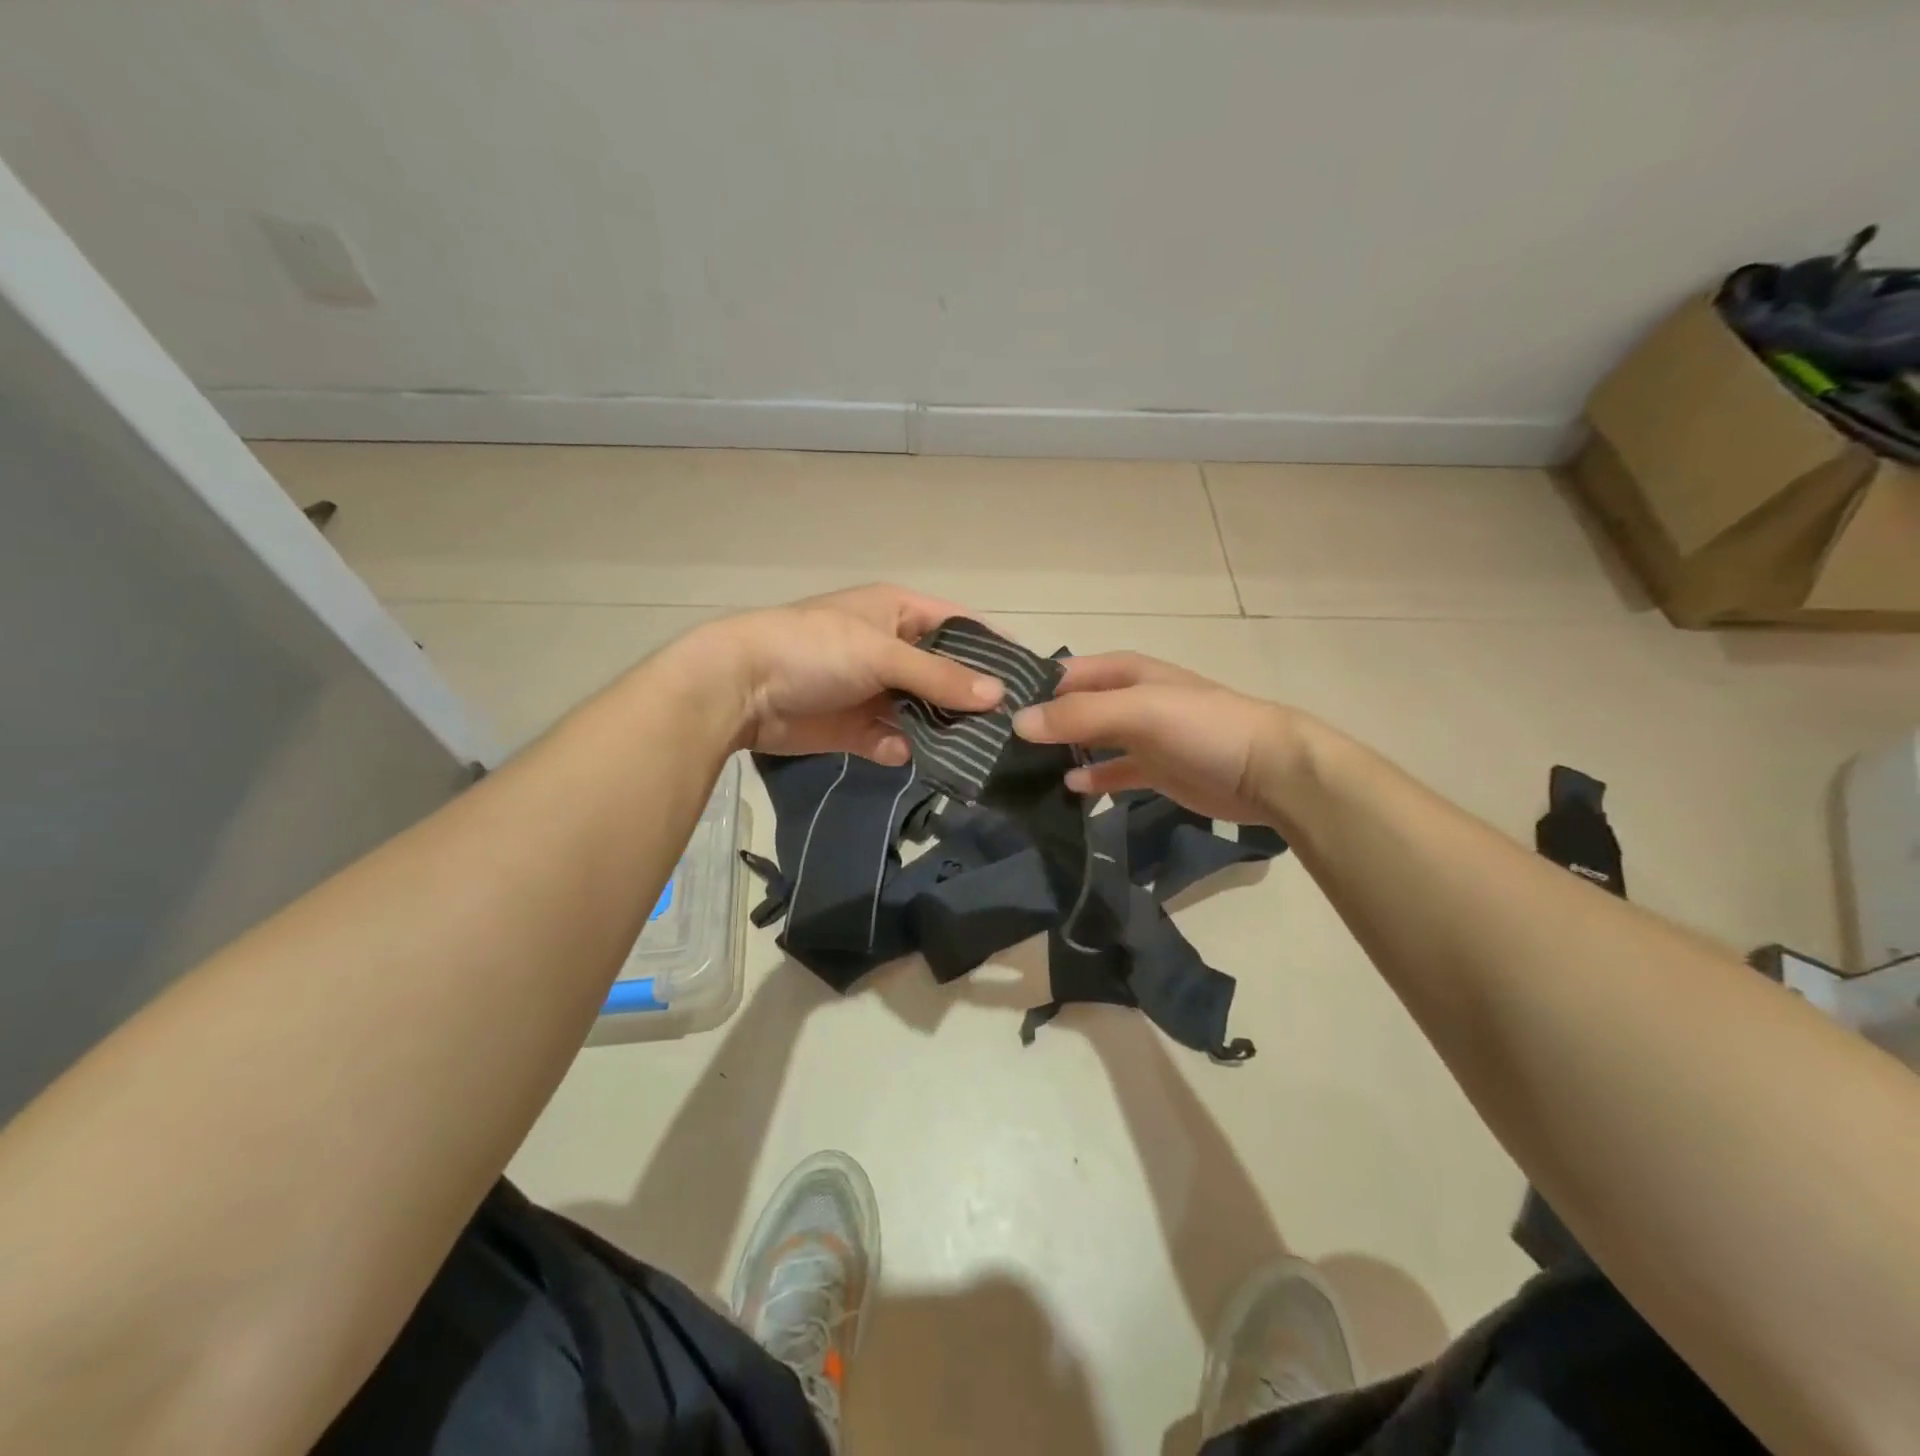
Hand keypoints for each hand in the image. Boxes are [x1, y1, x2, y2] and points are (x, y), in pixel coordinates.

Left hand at [691, 584, 1004, 762]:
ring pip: (922, 712)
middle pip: (944, 675)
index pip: (959, 626)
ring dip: (941, 730)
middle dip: (970, 699)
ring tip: (977, 753)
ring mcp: (873, 691)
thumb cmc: (815, 649)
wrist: (741, 689)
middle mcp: (890, 650)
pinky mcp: (855, 728)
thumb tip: (998, 695)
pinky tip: (907, 756)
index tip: (1030, 677)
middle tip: (1011, 727)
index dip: (992, 648)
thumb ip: (939, 675)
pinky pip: (892, 740)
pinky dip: (901, 749)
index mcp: (898, 613)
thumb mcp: (882, 653)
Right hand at [1012, 652, 1300, 823]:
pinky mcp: (1152, 771)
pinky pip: (1110, 772)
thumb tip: (1018, 723)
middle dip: (1039, 724)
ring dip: (1060, 752)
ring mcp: (1140, 736)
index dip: (1029, 690)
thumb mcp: (1139, 711)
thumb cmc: (1203, 727)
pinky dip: (1090, 779)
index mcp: (1123, 673)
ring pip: (1088, 741)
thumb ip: (1079, 715)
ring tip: (1018, 771)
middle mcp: (1127, 700)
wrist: (1268, 771)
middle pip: (1072, 708)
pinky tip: (1067, 789)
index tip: (989, 714)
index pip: (1062, 674)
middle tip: (993, 749)